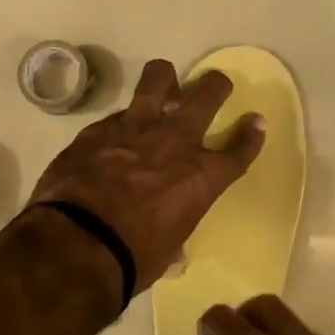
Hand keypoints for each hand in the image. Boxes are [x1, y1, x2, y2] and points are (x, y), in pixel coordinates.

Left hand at [26, 58, 264, 290]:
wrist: (79, 241)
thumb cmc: (133, 256)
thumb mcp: (165, 252)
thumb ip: (173, 239)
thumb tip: (172, 254)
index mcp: (202, 176)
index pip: (238, 150)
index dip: (250, 135)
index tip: (254, 122)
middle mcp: (175, 141)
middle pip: (207, 94)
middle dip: (215, 86)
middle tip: (213, 86)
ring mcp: (134, 128)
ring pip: (158, 78)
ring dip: (165, 79)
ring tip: (163, 86)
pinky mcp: (98, 129)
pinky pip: (117, 114)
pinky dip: (121, 123)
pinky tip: (113, 136)